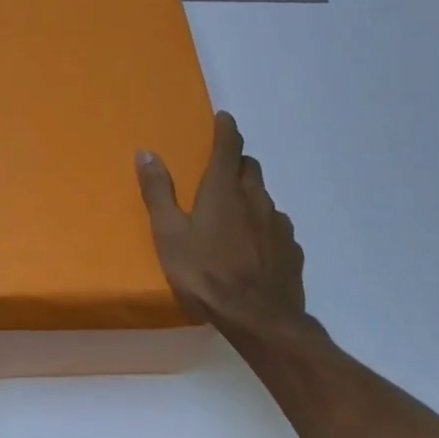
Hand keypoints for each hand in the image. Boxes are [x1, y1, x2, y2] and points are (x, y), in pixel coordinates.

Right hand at [136, 111, 310, 339]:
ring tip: (233, 214)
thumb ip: (158, 192)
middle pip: (250, 168)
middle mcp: (256, 199)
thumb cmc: (206, 274)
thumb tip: (146, 152)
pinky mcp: (291, 250)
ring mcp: (278, 225)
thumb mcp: (169, 234)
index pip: (229, 147)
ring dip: (249, 196)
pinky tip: (252, 247)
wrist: (260, 320)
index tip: (224, 117)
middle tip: (220, 171)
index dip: (226, 129)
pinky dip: (263, 226)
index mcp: (224, 191)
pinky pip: (276, 227)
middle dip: (236, 162)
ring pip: (264, 198)